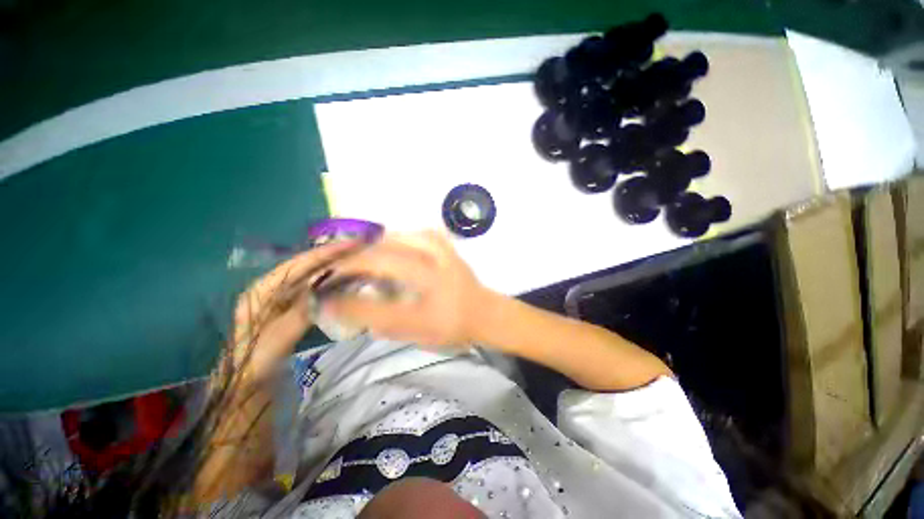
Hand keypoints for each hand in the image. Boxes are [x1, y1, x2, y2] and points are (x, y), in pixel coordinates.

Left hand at [232, 240, 359, 376]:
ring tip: (357, 259)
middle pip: (306, 266)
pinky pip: (315, 289)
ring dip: (333, 267)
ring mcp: (284, 296)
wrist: (251, 382)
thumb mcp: (280, 335)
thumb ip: (303, 310)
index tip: (351, 245)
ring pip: (312, 276)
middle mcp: (274, 287)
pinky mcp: (293, 306)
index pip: (298, 264)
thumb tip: (326, 287)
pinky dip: (331, 282)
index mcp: (263, 289)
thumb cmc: (260, 359)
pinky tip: (346, 279)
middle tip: (359, 248)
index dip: (325, 253)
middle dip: (331, 256)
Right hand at [321, 230, 492, 347]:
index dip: (348, 295)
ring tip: (360, 255)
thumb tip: (343, 306)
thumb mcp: (414, 333)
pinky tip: (392, 245)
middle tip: (336, 269)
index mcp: (430, 301)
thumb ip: (379, 321)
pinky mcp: (448, 246)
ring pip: (401, 239)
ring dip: (375, 245)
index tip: (325, 293)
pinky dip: (401, 237)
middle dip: (354, 261)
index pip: (381, 304)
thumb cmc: (451, 327)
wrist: (484, 312)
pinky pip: (419, 234)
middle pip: (386, 258)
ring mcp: (444, 254)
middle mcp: (437, 272)